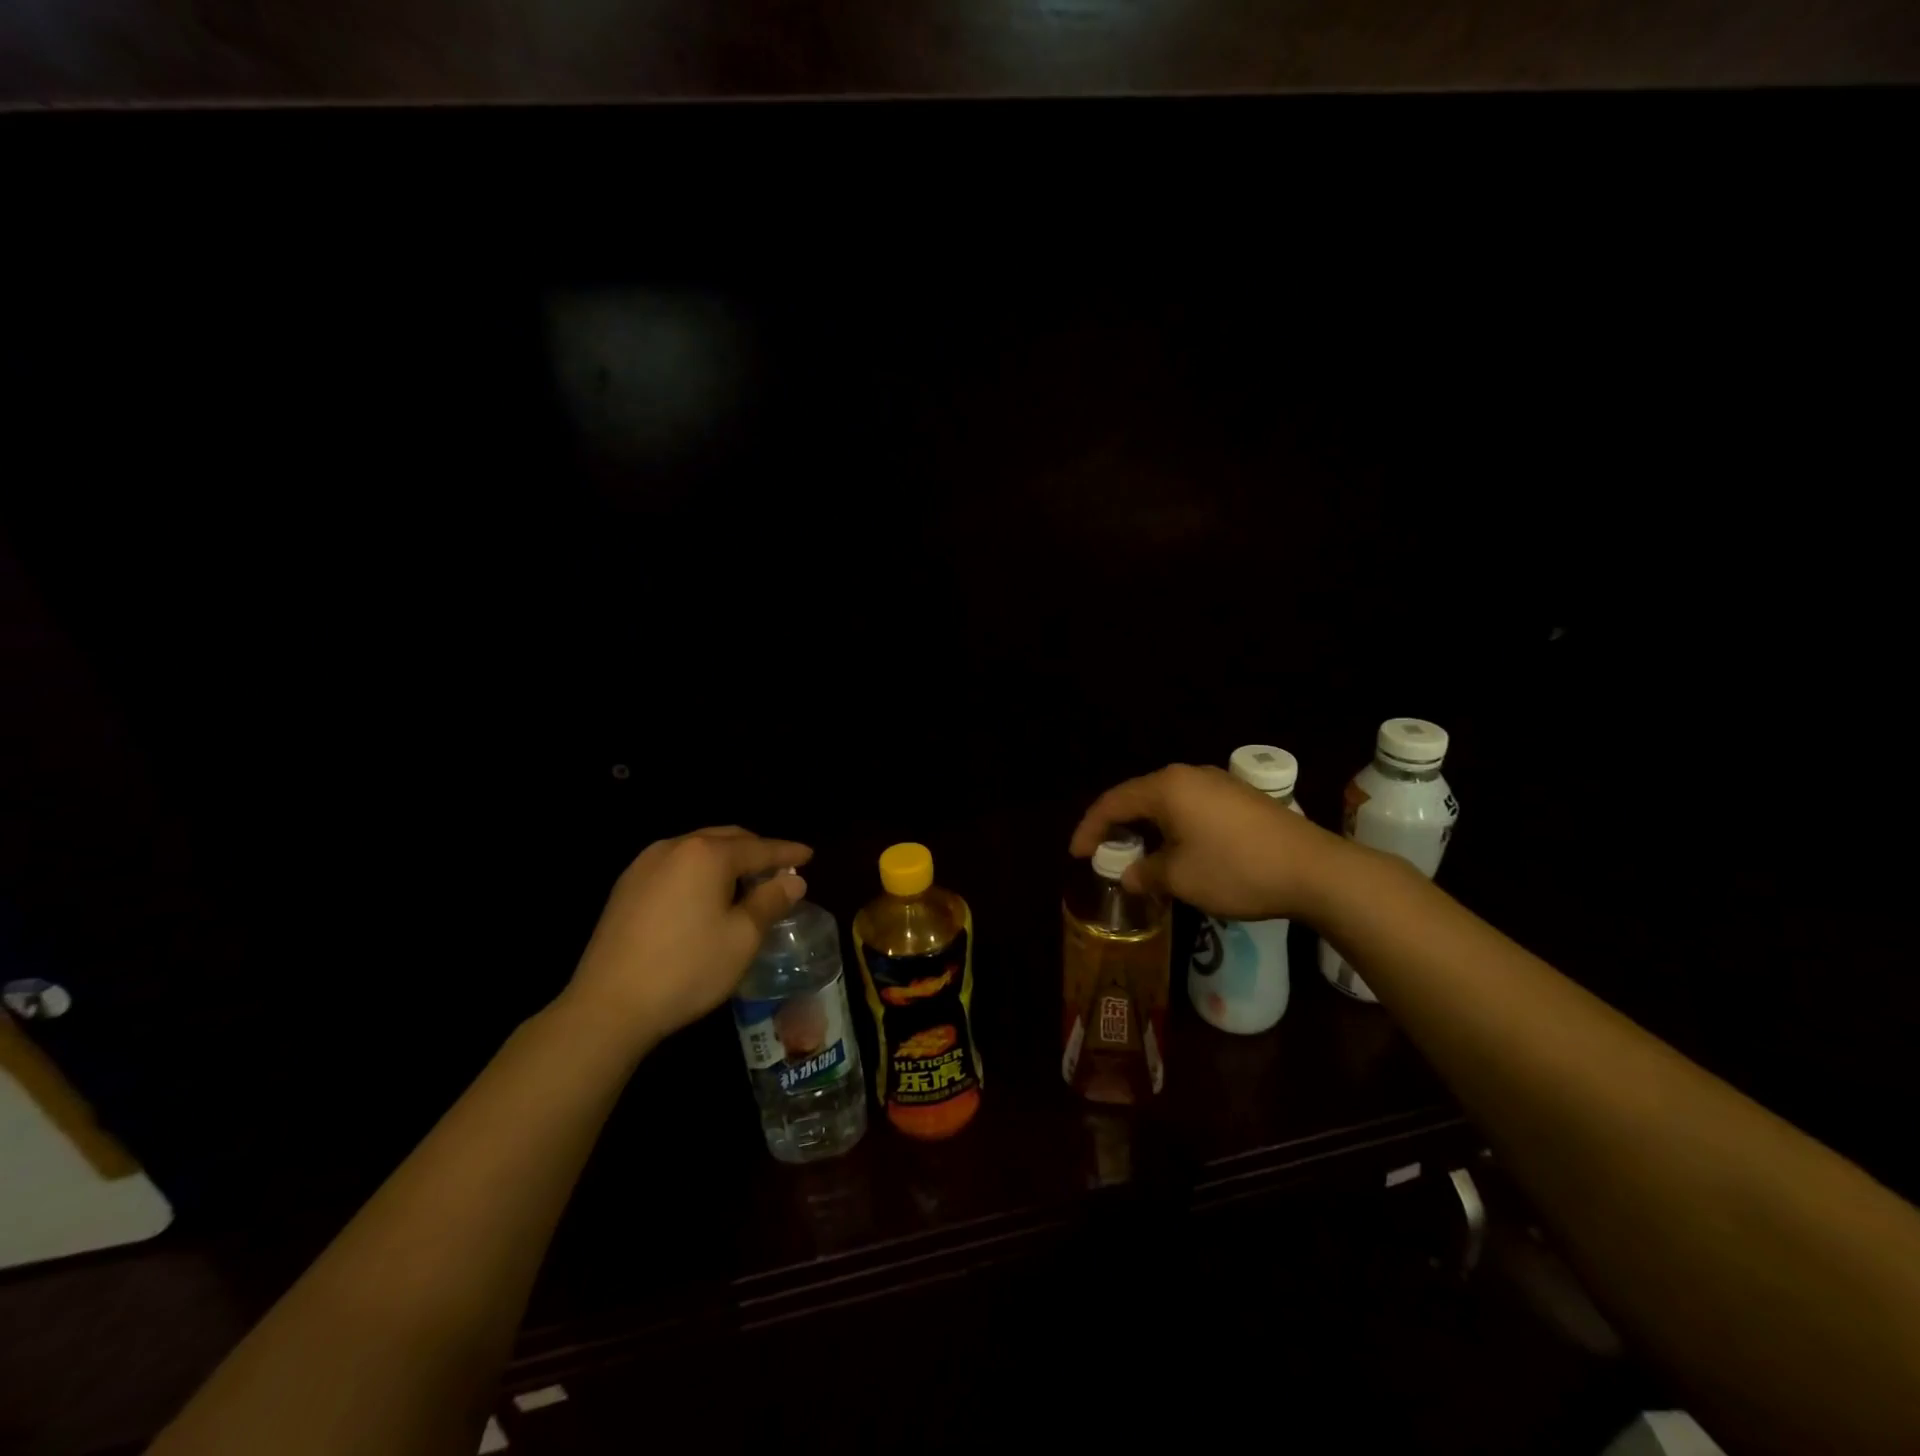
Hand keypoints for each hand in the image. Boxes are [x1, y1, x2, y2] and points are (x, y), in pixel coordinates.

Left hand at [560, 827, 812, 1049]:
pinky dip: (700, 871)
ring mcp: (645, 864)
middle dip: (756, 850)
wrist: (608, 1006)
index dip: (787, 852)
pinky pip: (675, 865)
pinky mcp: (626, 886)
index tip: (809, 855)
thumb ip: (770, 901)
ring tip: (745, 881)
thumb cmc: (687, 968)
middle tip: (779, 868)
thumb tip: (793, 880)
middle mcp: (675, 847)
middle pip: (726, 838)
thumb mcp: (742, 937)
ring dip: (726, 859)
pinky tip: (706, 895)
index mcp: (707, 854)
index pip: (759, 847)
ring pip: (698, 849)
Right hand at [1070, 763, 1343, 920]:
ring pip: (1166, 801)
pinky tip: (1178, 849)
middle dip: (1117, 825)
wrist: (1314, 870)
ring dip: (1147, 826)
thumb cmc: (1236, 870)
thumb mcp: (1180, 878)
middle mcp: (1189, 775)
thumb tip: (1129, 875)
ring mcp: (1218, 783)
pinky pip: (1191, 806)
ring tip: (1138, 853)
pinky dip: (1173, 825)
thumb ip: (1146, 873)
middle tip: (1103, 852)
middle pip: (1138, 796)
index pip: (1113, 802)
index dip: (1089, 828)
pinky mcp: (1241, 797)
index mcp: (1166, 788)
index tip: (1076, 855)